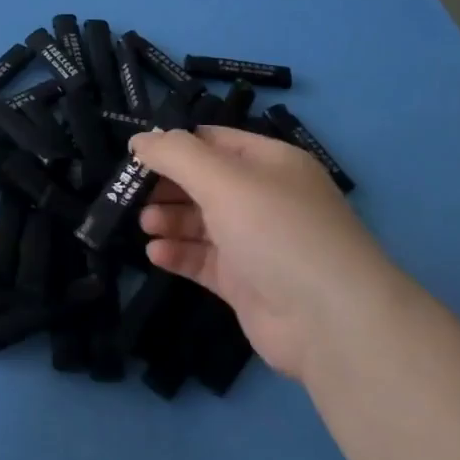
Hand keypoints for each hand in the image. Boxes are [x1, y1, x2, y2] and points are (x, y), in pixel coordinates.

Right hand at [130, 126, 411, 383]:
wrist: (329, 320)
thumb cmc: (277, 232)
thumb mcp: (224, 180)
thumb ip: (176, 155)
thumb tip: (139, 139)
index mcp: (270, 164)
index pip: (213, 142)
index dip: (174, 145)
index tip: (134, 155)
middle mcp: (264, 199)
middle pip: (203, 183)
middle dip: (166, 185)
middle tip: (129, 194)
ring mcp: (254, 243)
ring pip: (200, 222)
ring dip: (169, 219)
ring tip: (145, 225)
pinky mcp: (244, 282)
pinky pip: (203, 260)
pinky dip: (178, 254)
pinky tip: (156, 254)